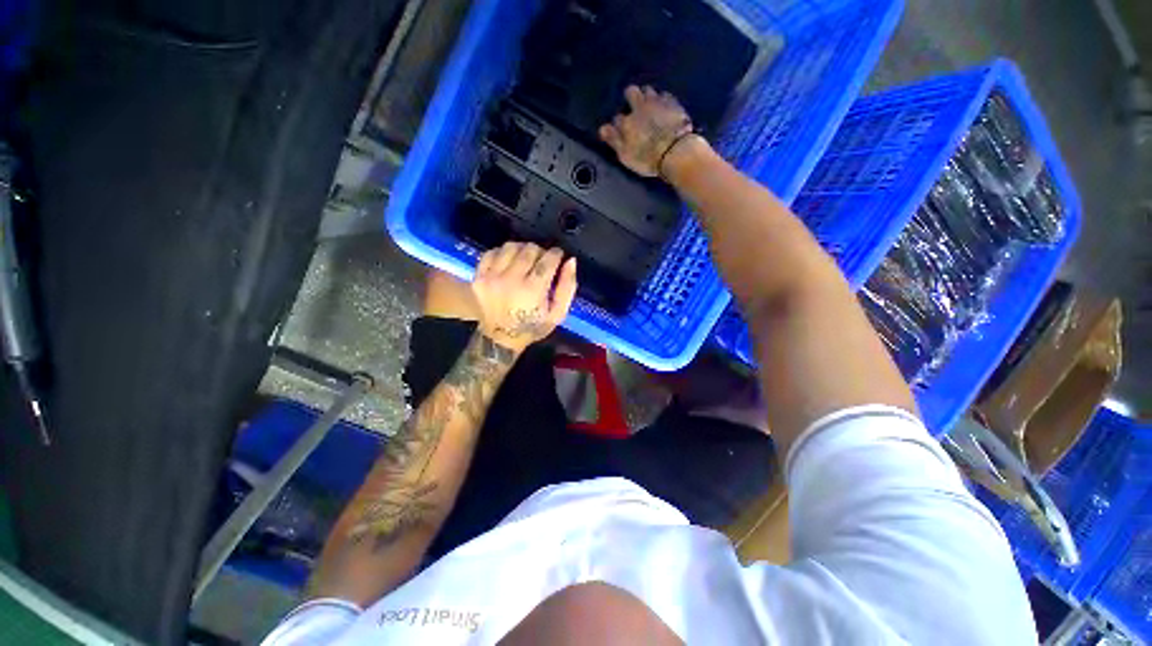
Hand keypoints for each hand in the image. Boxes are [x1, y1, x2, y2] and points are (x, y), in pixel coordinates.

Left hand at [471, 242, 577, 352]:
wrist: (499, 338)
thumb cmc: (532, 327)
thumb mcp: (557, 314)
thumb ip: (567, 287)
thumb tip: (571, 261)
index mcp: (532, 290)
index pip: (547, 260)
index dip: (556, 253)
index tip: (558, 255)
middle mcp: (511, 279)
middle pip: (529, 250)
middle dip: (540, 251)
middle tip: (543, 259)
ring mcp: (491, 277)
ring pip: (510, 247)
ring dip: (522, 249)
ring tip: (526, 258)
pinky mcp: (478, 276)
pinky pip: (492, 252)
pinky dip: (503, 252)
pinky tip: (509, 261)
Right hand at [599, 85, 693, 177]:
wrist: (676, 152)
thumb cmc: (648, 158)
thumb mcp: (625, 155)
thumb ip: (614, 141)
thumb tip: (602, 128)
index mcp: (626, 123)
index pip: (617, 118)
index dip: (618, 124)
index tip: (621, 130)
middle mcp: (640, 107)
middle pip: (631, 92)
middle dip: (630, 97)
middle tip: (634, 106)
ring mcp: (657, 102)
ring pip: (648, 90)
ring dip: (647, 96)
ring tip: (650, 106)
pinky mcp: (674, 103)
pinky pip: (665, 95)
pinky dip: (663, 100)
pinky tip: (665, 108)